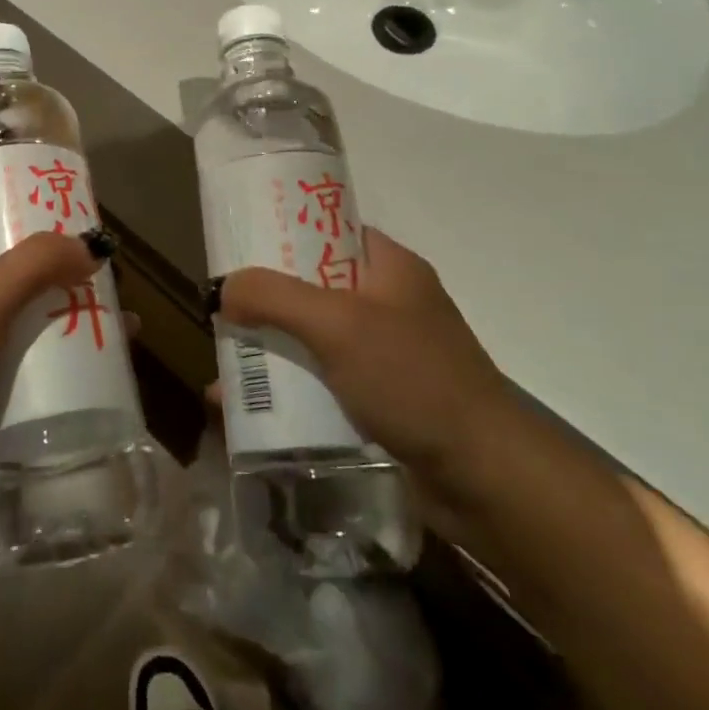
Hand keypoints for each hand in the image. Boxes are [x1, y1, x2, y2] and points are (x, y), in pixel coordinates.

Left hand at [0, 231, 107, 536]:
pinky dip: (71, 375)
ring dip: (77, 327)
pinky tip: (111, 378)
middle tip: (113, 278)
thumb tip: (89, 245)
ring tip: (130, 328)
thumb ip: (30, 267)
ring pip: (33, 335)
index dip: (21, 223)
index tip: (72, 221)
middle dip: (64, 280)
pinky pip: (37, 382)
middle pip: (17, 285)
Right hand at [217, 227, 518, 506]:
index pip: (329, 230)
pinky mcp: (382, 401)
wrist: (486, 478)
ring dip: (271, 351)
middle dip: (266, 301)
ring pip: (314, 339)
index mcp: (390, 268)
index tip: (238, 247)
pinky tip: (249, 410)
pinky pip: (323, 383)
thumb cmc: (414, 380)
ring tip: (223, 364)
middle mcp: (388, 305)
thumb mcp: (338, 325)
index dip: (283, 232)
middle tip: (222, 310)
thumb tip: (224, 288)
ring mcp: (386, 355)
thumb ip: (276, 297)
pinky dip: (289, 391)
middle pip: (313, 288)